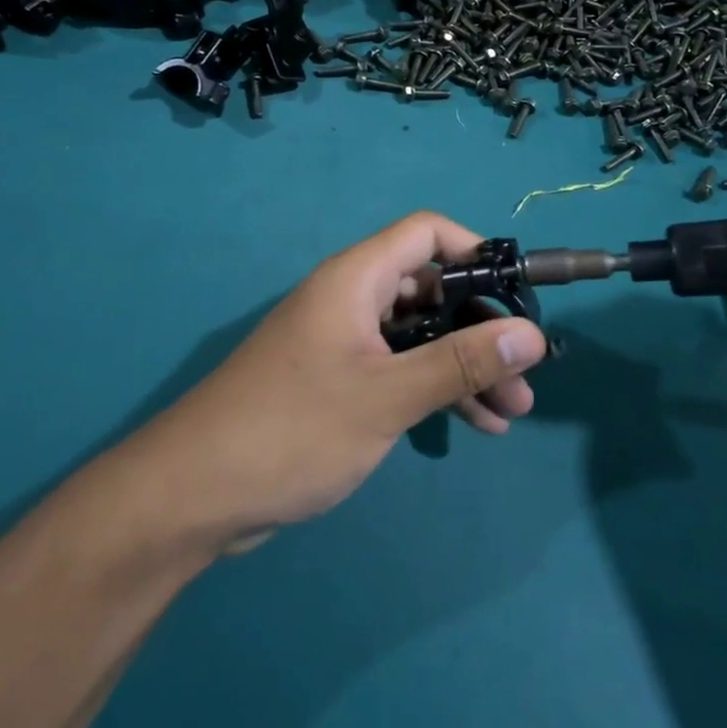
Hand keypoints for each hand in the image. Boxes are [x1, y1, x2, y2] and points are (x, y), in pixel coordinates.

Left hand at [132, 213, 547, 548]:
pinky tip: (474, 426)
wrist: (196, 493)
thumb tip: (531, 335)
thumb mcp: (386, 396)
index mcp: (356, 280)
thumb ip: (460, 362)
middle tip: (524, 375)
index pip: (427, 234)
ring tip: (513, 411)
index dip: (476, 252)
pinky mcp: (336, 383)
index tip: (518, 296)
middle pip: (430, 291)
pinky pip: (398, 371)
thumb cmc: (293, 429)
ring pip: (419, 337)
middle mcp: (350, 300)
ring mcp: (342, 343)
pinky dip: (434, 390)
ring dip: (465, 367)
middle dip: (481, 328)